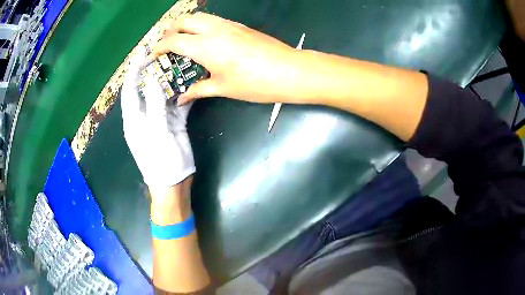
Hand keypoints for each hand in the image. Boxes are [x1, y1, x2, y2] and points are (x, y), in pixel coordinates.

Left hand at [121, 48, 194, 191]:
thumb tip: (153, 79)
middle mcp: (145, 115)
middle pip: (147, 88)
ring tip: (180, 62)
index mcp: (134, 118)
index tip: (142, 53)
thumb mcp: (155, 133)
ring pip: (163, 94)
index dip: (134, 71)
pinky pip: (178, 104)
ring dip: (171, 80)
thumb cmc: (160, 161)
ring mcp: (160, 118)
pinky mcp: (174, 123)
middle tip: (165, 53)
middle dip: (154, 71)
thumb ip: (155, 105)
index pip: (130, 89)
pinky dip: (184, 93)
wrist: (174, 184)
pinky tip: (192, 82)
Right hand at [150, 12, 308, 104]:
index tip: (154, 55)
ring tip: (182, 41)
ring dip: (186, 25)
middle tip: (166, 45)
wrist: (290, 71)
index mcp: (205, 46)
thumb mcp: (223, 88)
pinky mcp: (239, 25)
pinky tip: (204, 40)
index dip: (160, 47)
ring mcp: (228, 25)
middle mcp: (214, 29)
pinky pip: (213, 20)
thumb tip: (182, 98)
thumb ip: (198, 90)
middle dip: (170, 30)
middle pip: (184, 20)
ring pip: (199, 16)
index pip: (174, 41)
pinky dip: (201, 25)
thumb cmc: (255, 82)